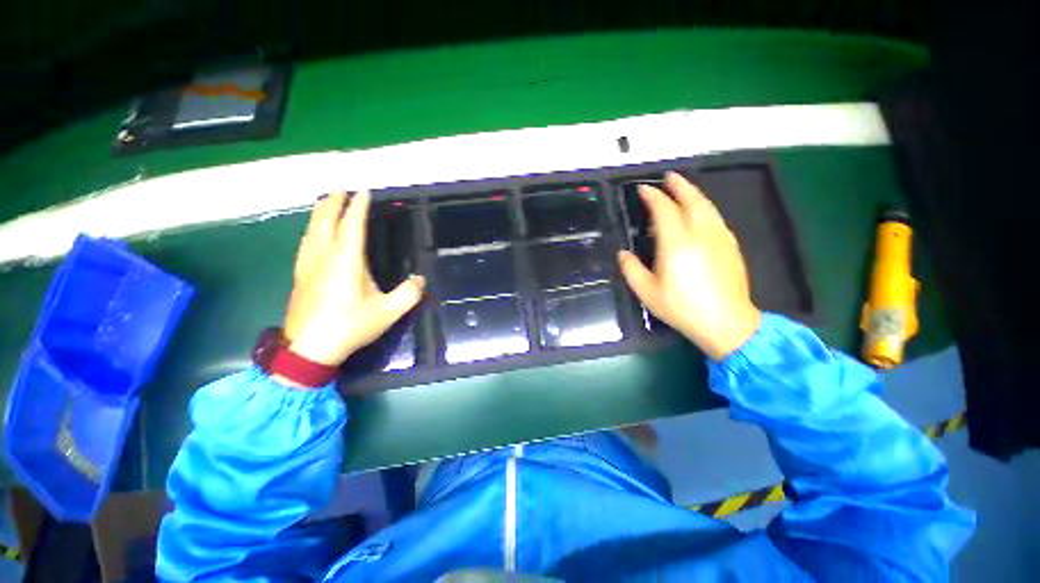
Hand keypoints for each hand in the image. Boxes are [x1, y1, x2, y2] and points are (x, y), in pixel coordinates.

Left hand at [281, 191, 424, 373]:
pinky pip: (305, 242)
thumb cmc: (350, 327)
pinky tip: (313, 232)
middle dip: (333, 202)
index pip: (352, 226)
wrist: (308, 350)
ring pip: (311, 230)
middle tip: (341, 187)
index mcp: (346, 262)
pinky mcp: (300, 276)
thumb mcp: (388, 313)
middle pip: (325, 221)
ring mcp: (308, 266)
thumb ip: (409, 294)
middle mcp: (324, 257)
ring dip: (319, 212)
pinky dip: (311, 229)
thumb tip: (420, 280)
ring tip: (327, 202)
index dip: (358, 207)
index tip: (364, 191)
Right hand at [617, 172, 760, 360]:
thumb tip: (623, 253)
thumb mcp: (647, 292)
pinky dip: (705, 208)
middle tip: (668, 177)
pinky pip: (716, 218)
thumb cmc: (681, 308)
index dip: (653, 197)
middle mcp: (700, 234)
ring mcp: (719, 238)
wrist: (726, 322)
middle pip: (691, 200)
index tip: (643, 189)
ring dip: (694, 193)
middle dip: (678, 186)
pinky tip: (701, 212)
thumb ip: (631, 269)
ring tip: (683, 187)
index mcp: (676, 244)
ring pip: (707, 206)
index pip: (664, 210)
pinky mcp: (731, 246)